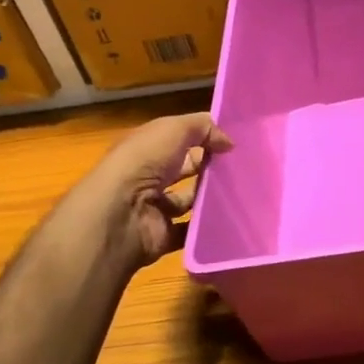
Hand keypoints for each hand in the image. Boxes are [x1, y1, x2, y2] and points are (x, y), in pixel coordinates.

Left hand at [75, 112, 231, 270]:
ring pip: (189, 200)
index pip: (177, 139)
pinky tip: (230, 218)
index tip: (234, 141)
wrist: (120, 214)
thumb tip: (229, 142)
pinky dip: (206, 227)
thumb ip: (203, 128)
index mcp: (145, 148)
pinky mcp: (162, 235)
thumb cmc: (143, 163)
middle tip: (243, 167)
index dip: (203, 137)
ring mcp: (154, 208)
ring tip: (242, 192)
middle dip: (210, 167)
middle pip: (184, 169)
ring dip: (210, 197)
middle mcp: (147, 176)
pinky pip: (189, 230)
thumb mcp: (174, 129)